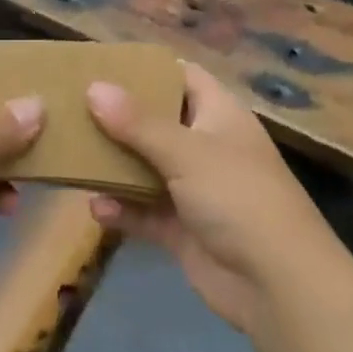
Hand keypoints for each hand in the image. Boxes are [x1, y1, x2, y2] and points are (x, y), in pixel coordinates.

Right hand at [86, 64, 341, 337]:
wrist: (279, 287)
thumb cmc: (238, 197)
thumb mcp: (187, 152)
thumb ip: (137, 122)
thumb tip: (93, 87)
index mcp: (219, 114)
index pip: (182, 76)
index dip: (147, 68)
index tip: (103, 65)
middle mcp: (206, 145)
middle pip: (157, 121)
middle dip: (119, 117)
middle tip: (73, 107)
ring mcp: (196, 189)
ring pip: (147, 167)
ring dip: (115, 165)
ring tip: (73, 155)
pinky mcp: (185, 229)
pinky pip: (146, 211)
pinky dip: (123, 209)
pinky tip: (96, 209)